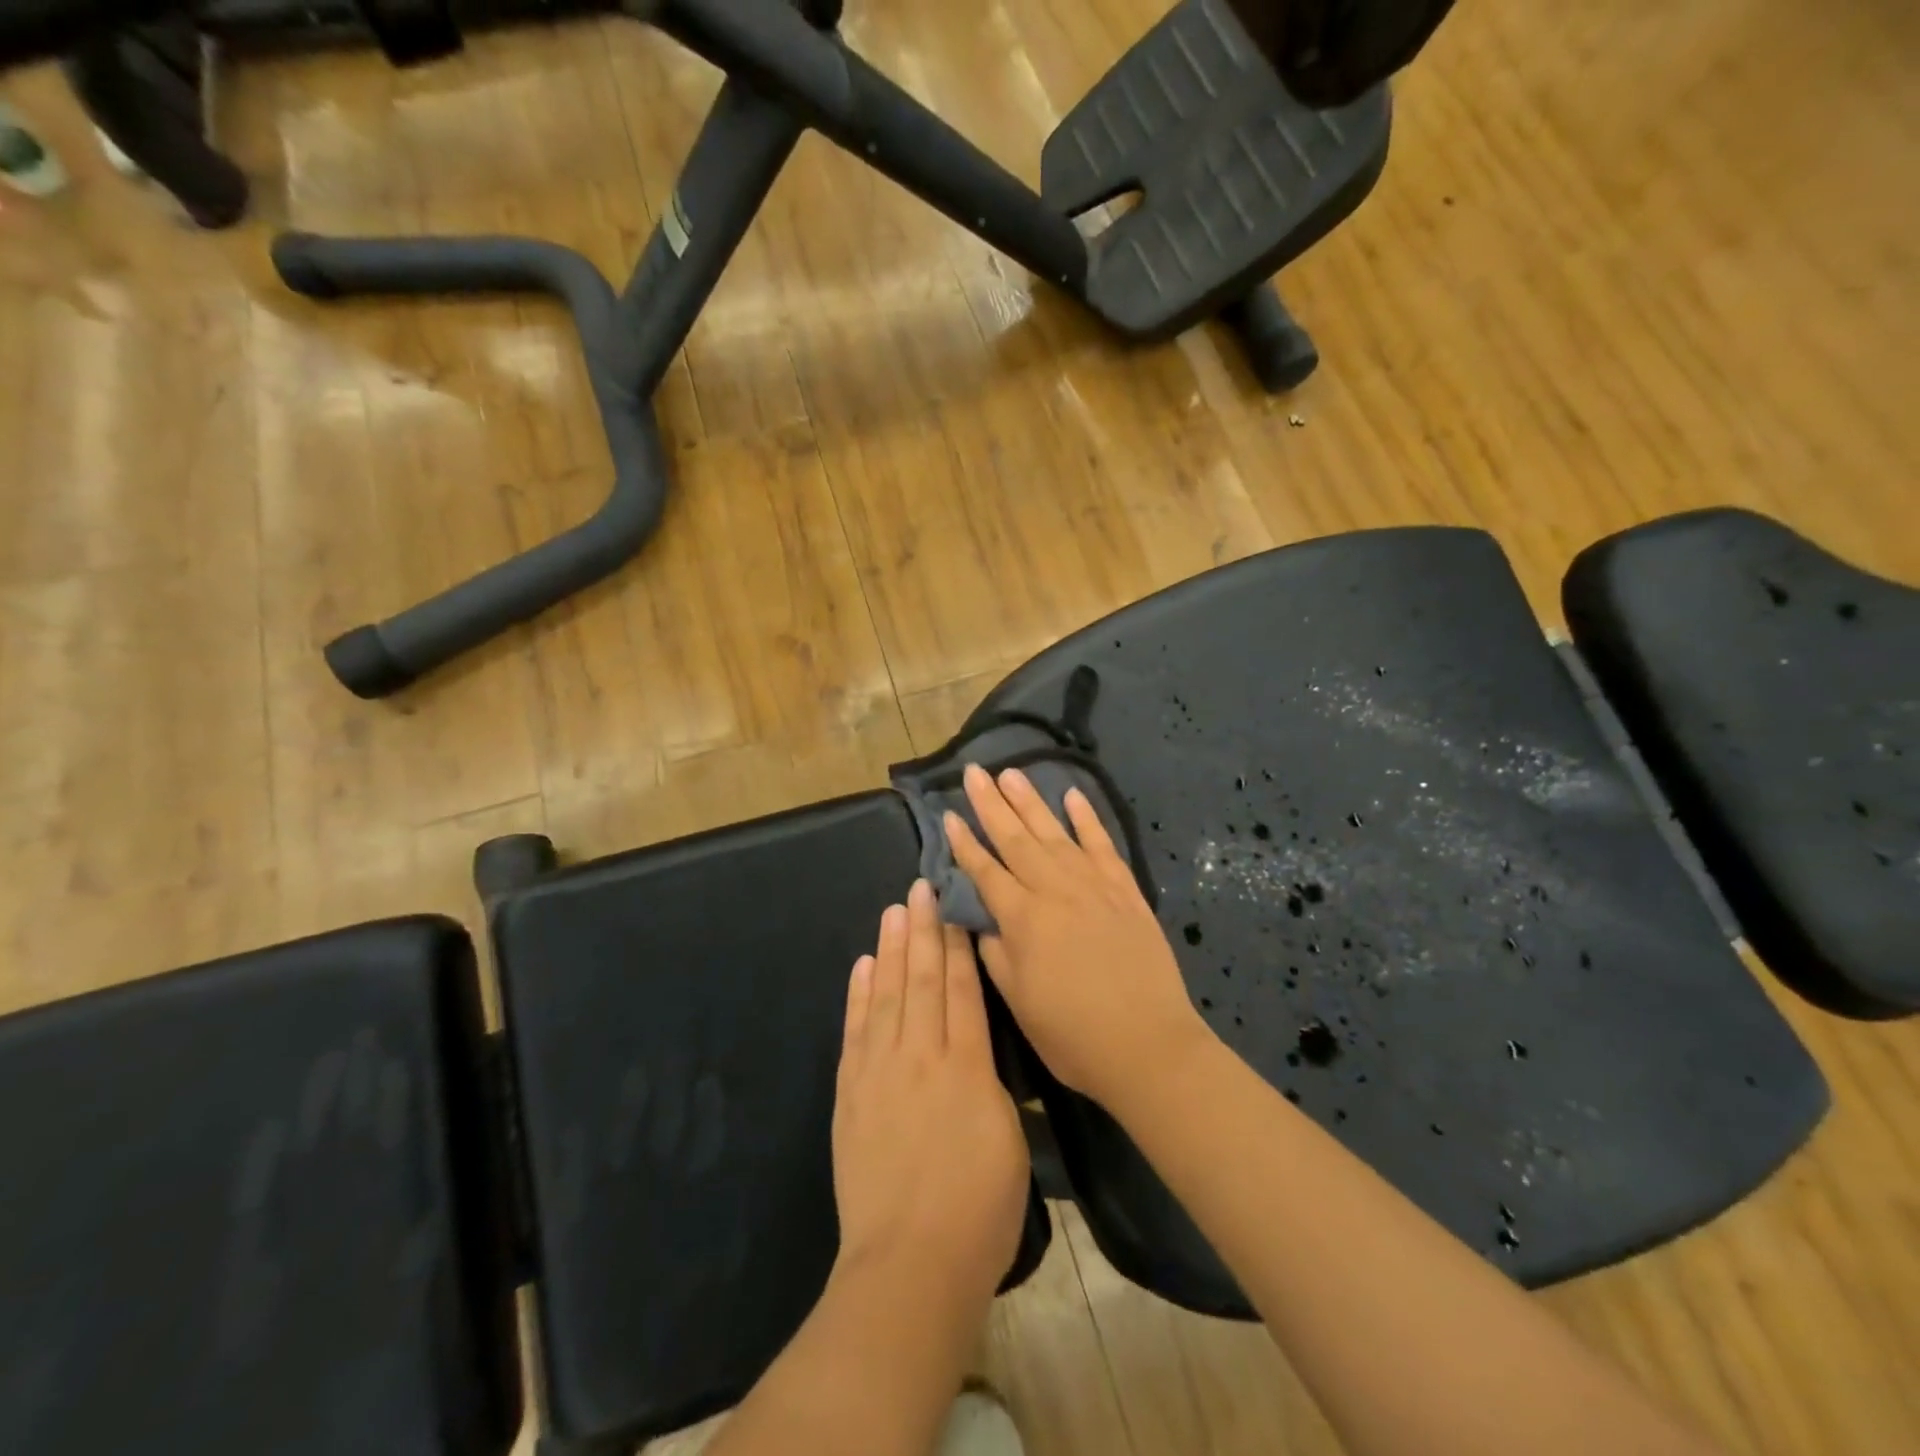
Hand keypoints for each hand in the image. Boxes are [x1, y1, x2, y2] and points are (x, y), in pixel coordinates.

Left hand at [831, 879, 1029, 1314]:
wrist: (910, 1266)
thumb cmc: (979, 1210)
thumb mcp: (1009, 1141)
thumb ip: (991, 1086)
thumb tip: (977, 1054)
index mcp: (967, 1065)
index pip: (962, 988)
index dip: (957, 944)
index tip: (953, 906)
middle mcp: (922, 1055)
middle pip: (922, 979)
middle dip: (923, 930)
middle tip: (920, 887)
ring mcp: (880, 1072)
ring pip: (887, 995)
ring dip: (891, 949)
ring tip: (894, 910)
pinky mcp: (851, 1094)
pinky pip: (856, 1031)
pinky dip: (859, 995)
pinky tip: (863, 966)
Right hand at [944, 764, 1215, 1109]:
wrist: (1148, 1046)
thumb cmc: (1073, 1035)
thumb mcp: (1018, 1001)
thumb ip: (994, 953)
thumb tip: (980, 918)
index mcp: (1023, 919)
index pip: (985, 870)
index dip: (964, 842)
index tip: (948, 814)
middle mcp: (1055, 891)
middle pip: (1016, 839)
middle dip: (992, 804)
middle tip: (975, 772)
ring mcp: (1094, 886)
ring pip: (1055, 833)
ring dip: (1031, 801)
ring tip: (1011, 773)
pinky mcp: (1125, 890)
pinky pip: (1103, 845)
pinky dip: (1087, 819)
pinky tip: (1073, 796)